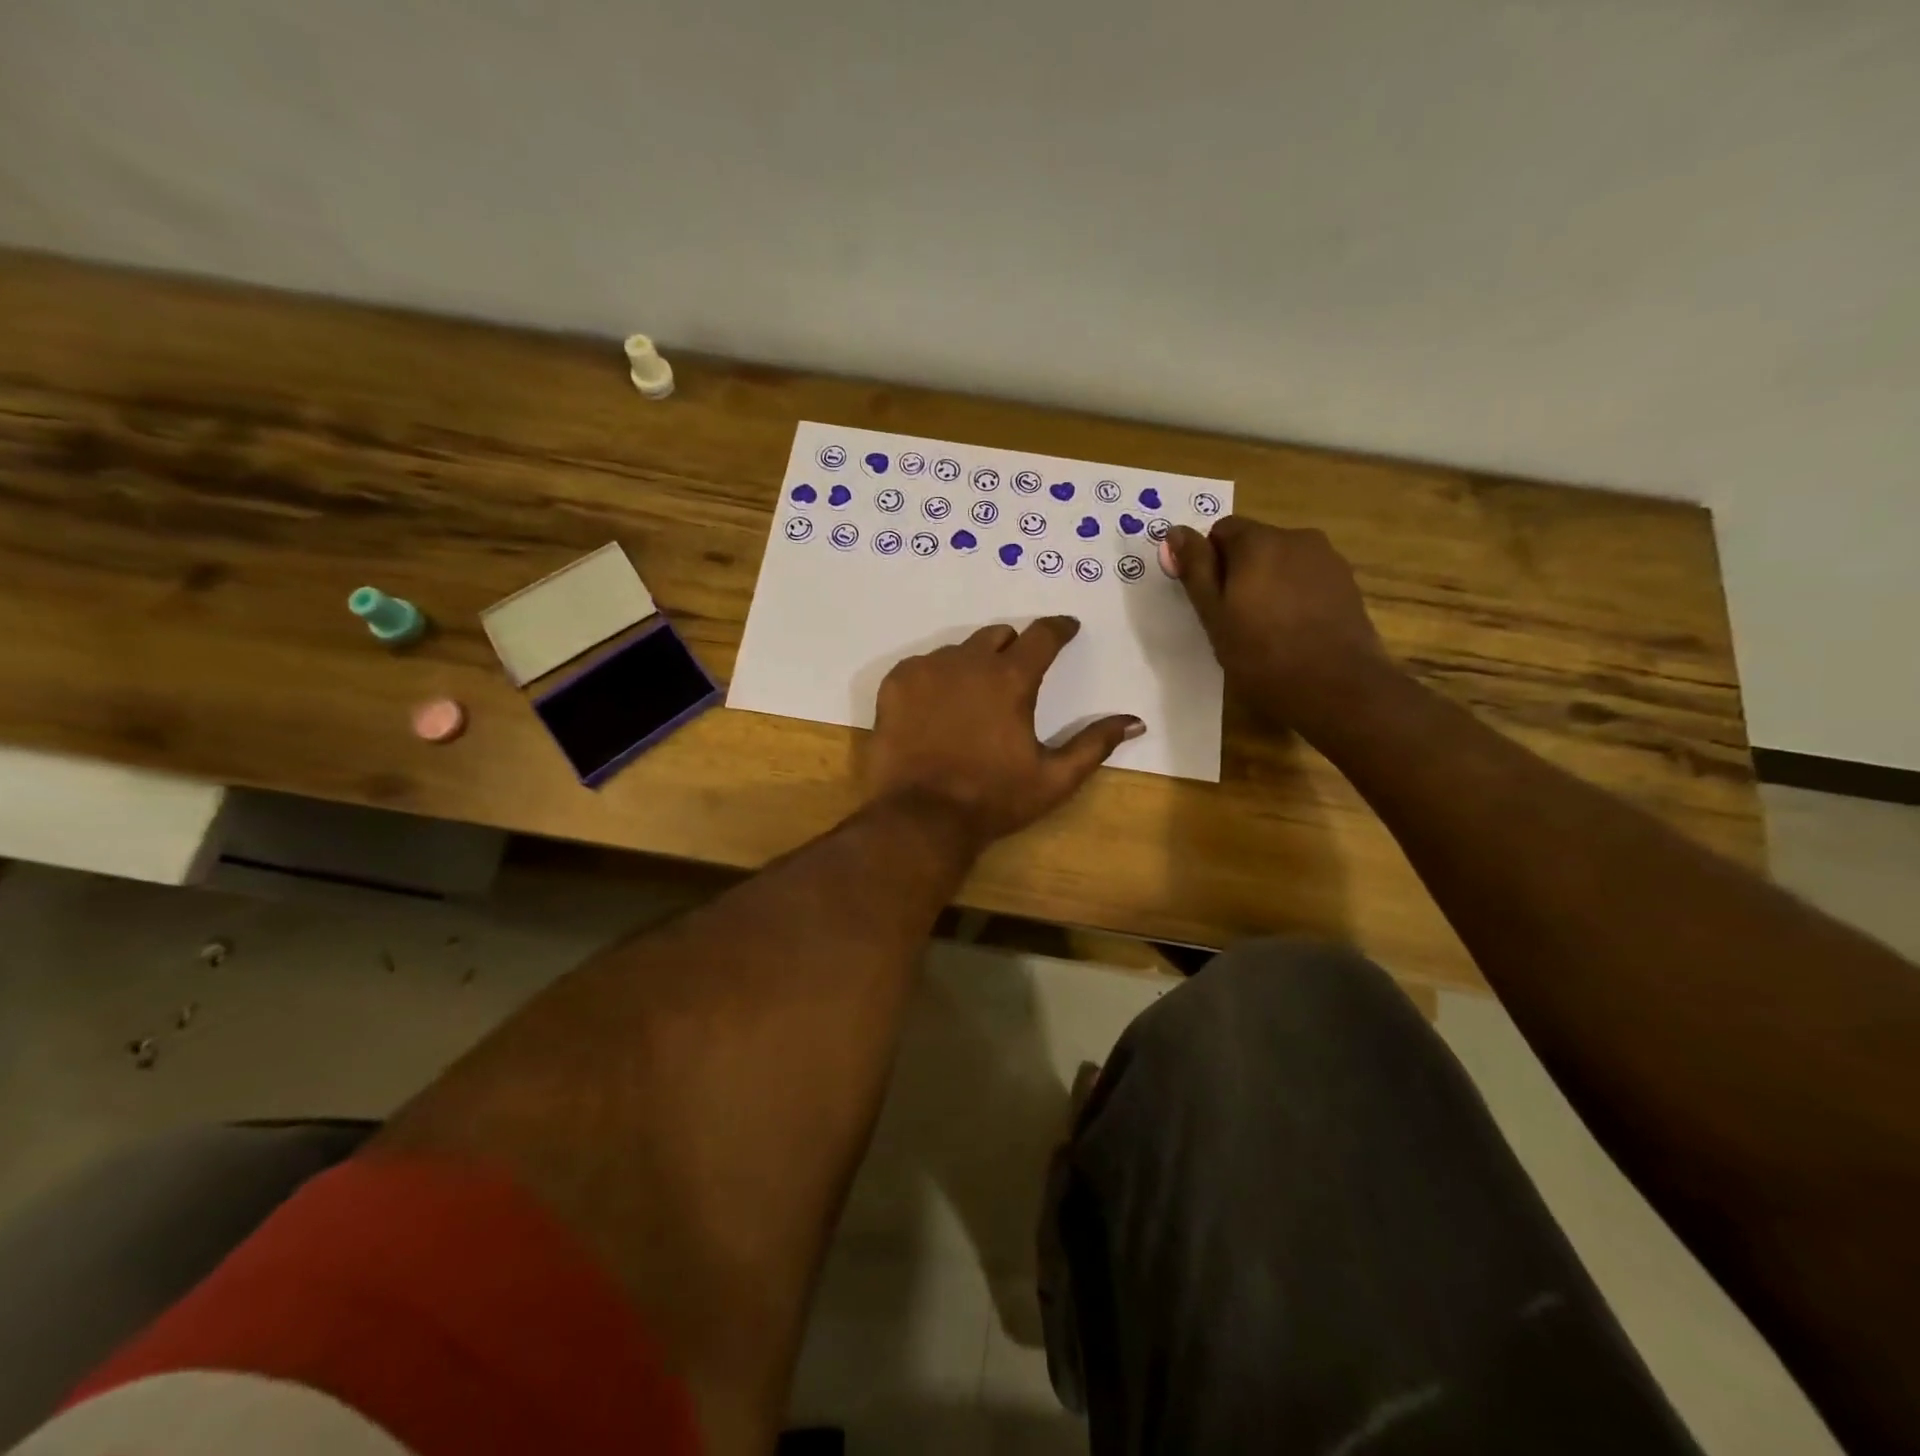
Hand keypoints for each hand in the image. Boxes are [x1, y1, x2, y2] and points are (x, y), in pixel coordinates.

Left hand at [867, 617, 1142, 848]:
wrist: (920, 818)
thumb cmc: (993, 799)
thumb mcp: (1054, 779)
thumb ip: (1094, 744)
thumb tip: (1136, 721)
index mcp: (1011, 679)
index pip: (1042, 635)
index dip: (1059, 628)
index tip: (1066, 628)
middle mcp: (968, 661)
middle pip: (997, 636)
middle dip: (1012, 648)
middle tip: (1014, 675)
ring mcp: (926, 669)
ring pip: (958, 650)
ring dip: (972, 664)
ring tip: (971, 699)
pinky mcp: (895, 684)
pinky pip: (922, 665)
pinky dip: (934, 678)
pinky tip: (935, 708)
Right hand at [1168, 517, 1393, 737]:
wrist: (1337, 687)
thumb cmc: (1262, 653)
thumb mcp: (1214, 615)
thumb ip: (1195, 569)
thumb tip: (1175, 531)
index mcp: (1258, 541)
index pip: (1221, 530)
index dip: (1209, 562)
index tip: (1210, 599)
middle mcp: (1296, 537)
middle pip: (1255, 543)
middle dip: (1240, 571)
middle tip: (1234, 618)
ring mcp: (1328, 559)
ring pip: (1283, 561)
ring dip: (1269, 582)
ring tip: (1266, 627)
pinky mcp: (1347, 583)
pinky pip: (1307, 578)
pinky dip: (1295, 595)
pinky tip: (1294, 631)